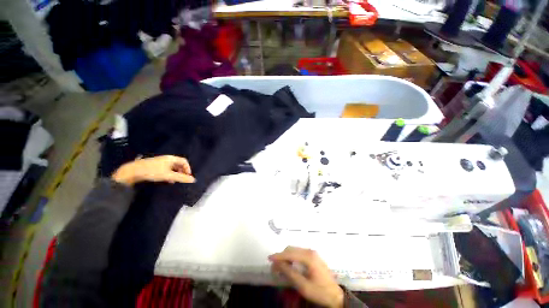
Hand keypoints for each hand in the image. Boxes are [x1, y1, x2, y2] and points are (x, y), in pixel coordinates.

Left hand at [112, 155, 194, 185]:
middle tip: (182, 178)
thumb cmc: (153, 171)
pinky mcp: (154, 166)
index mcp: (171, 158)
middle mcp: (166, 158)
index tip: (187, 176)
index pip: (184, 161)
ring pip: (172, 167)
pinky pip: (166, 169)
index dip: (188, 168)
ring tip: (175, 181)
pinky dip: (169, 174)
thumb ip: (181, 178)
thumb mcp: (169, 176)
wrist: (133, 171)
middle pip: (178, 164)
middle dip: (182, 171)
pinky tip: (167, 180)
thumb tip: (193, 180)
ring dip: (176, 173)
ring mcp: (160, 162)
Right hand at [269, 246, 343, 307]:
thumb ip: (289, 273)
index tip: (269, 259)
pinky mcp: (313, 256)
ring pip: (295, 250)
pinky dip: (292, 257)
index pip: (290, 253)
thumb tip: (277, 264)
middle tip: (274, 267)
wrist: (335, 295)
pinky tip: (289, 265)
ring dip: (286, 256)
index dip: (278, 256)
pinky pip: (299, 253)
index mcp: (308, 257)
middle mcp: (310, 251)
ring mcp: (312, 252)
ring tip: (280, 267)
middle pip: (291, 249)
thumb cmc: (319, 292)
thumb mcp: (303, 286)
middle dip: (282, 256)